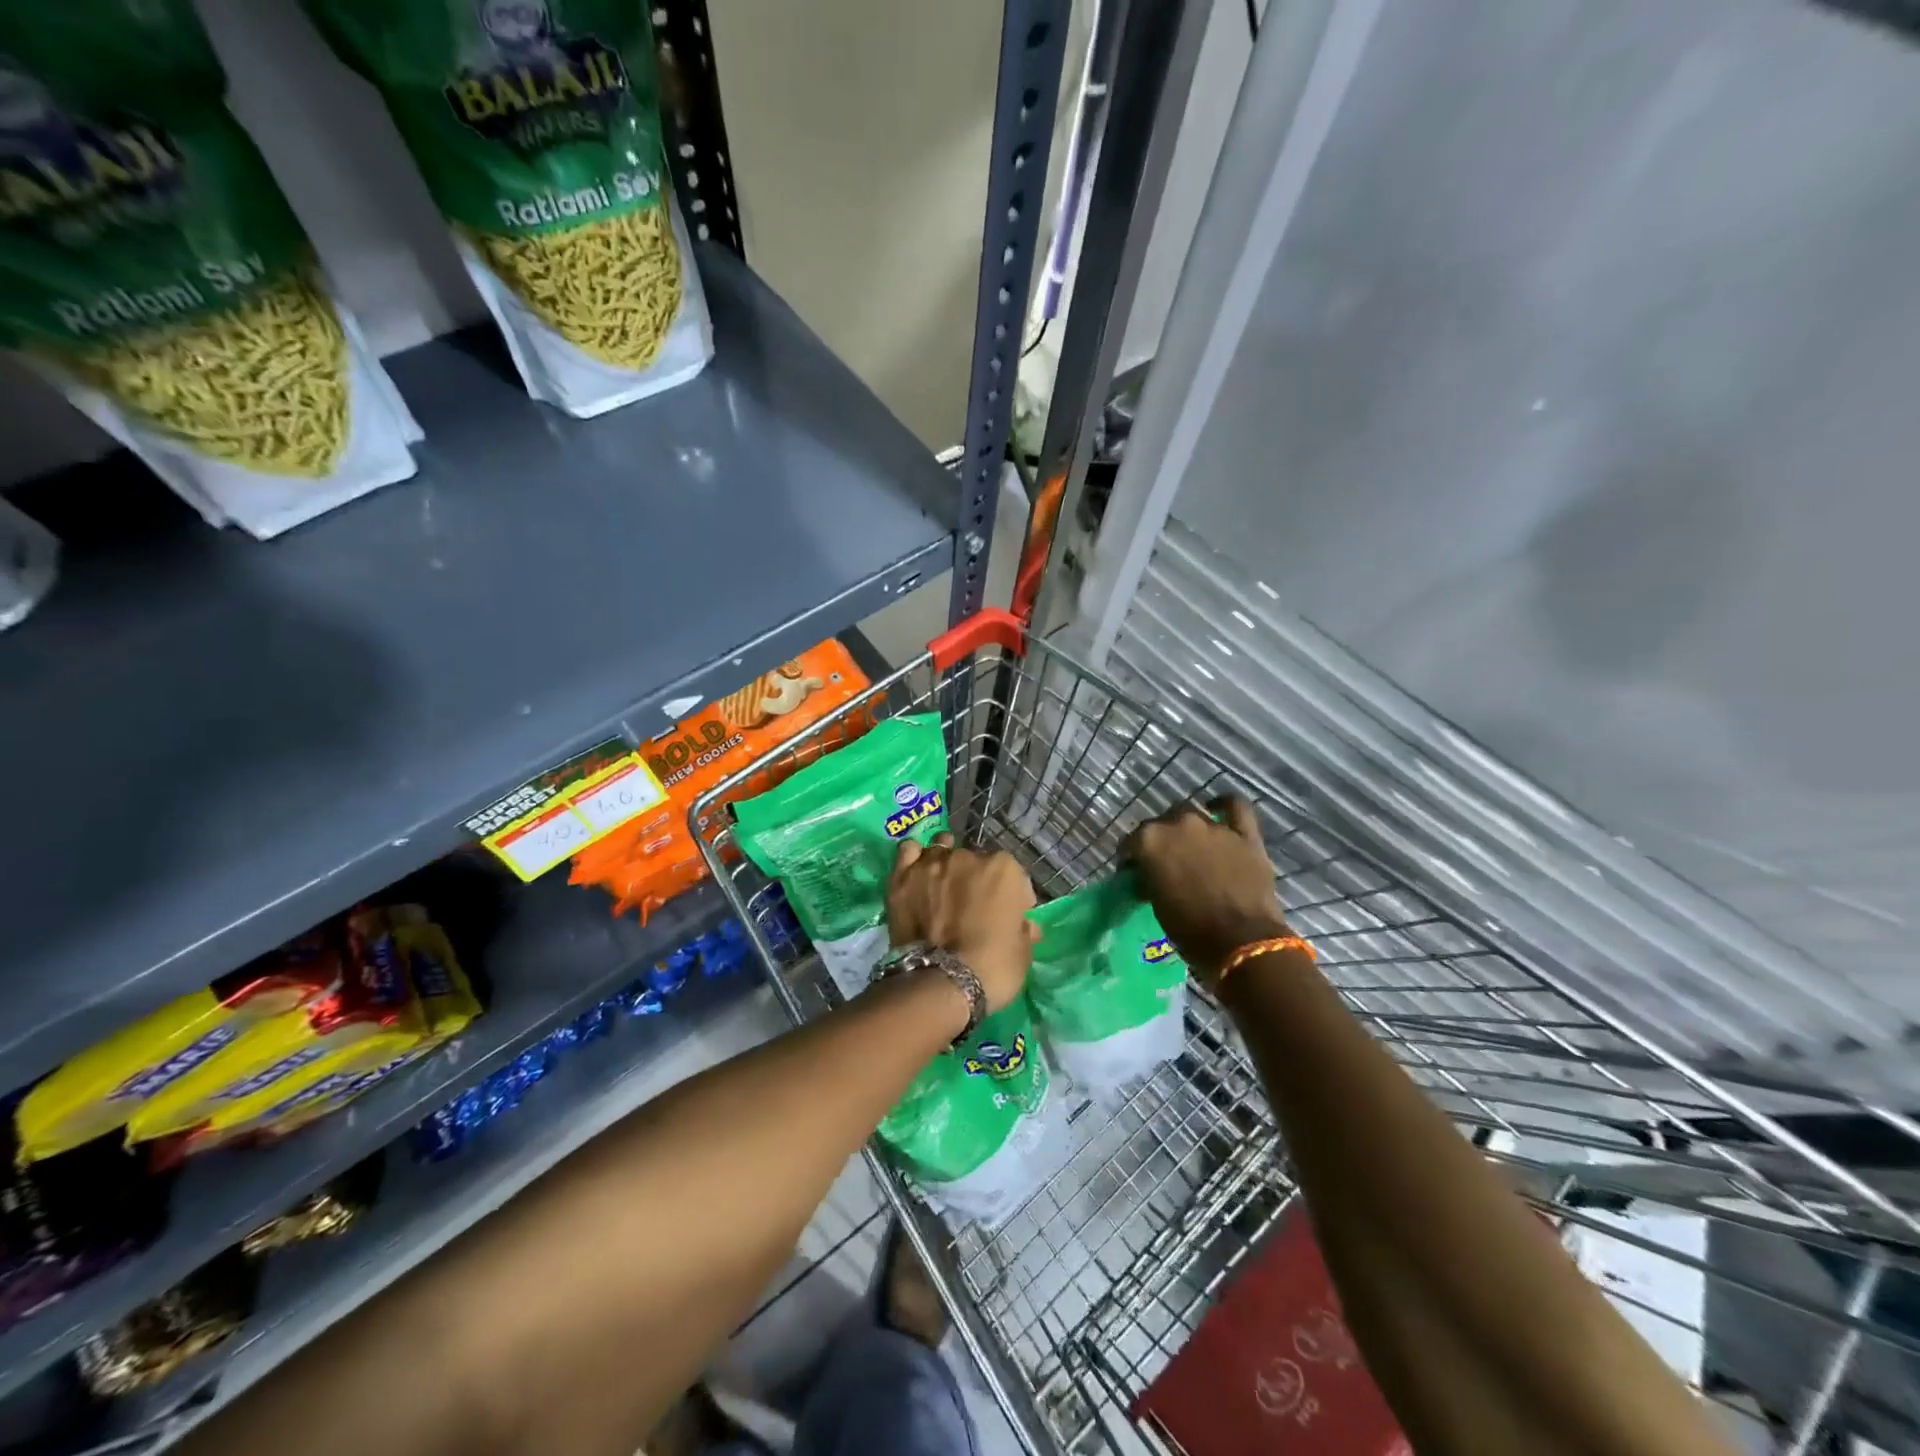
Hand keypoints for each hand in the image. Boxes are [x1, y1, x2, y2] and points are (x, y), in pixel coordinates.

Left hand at [887, 834, 1037, 1011]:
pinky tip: (917, 873)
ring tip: (942, 886)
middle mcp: (967, 856)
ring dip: (945, 864)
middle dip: (976, 880)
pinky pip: (908, 851)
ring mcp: (932, 864)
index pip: (1014, 874)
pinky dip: (914, 859)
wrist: (941, 982)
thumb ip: (1022, 928)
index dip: (1013, 897)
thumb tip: (1024, 925)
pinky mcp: (902, 877)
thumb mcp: (1023, 952)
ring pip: (941, 849)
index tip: (1010, 916)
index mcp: (1003, 868)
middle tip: (973, 908)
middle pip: (975, 861)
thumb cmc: (993, 967)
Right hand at [1127, 796, 1289, 985]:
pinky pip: (1235, 806)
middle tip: (1166, 863)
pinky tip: (1217, 808)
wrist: (1240, 941)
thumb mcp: (1156, 904)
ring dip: (1187, 828)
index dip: (1131, 858)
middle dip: (1161, 841)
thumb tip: (1149, 876)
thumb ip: (1149, 879)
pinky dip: (1224, 804)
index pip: (1131, 842)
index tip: (1134, 874)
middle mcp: (1178, 824)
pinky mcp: (1244, 834)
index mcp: (1149, 840)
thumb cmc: (1189, 929)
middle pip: (1162, 824)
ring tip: (1191, 846)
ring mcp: (1213, 826)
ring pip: (1193, 814)